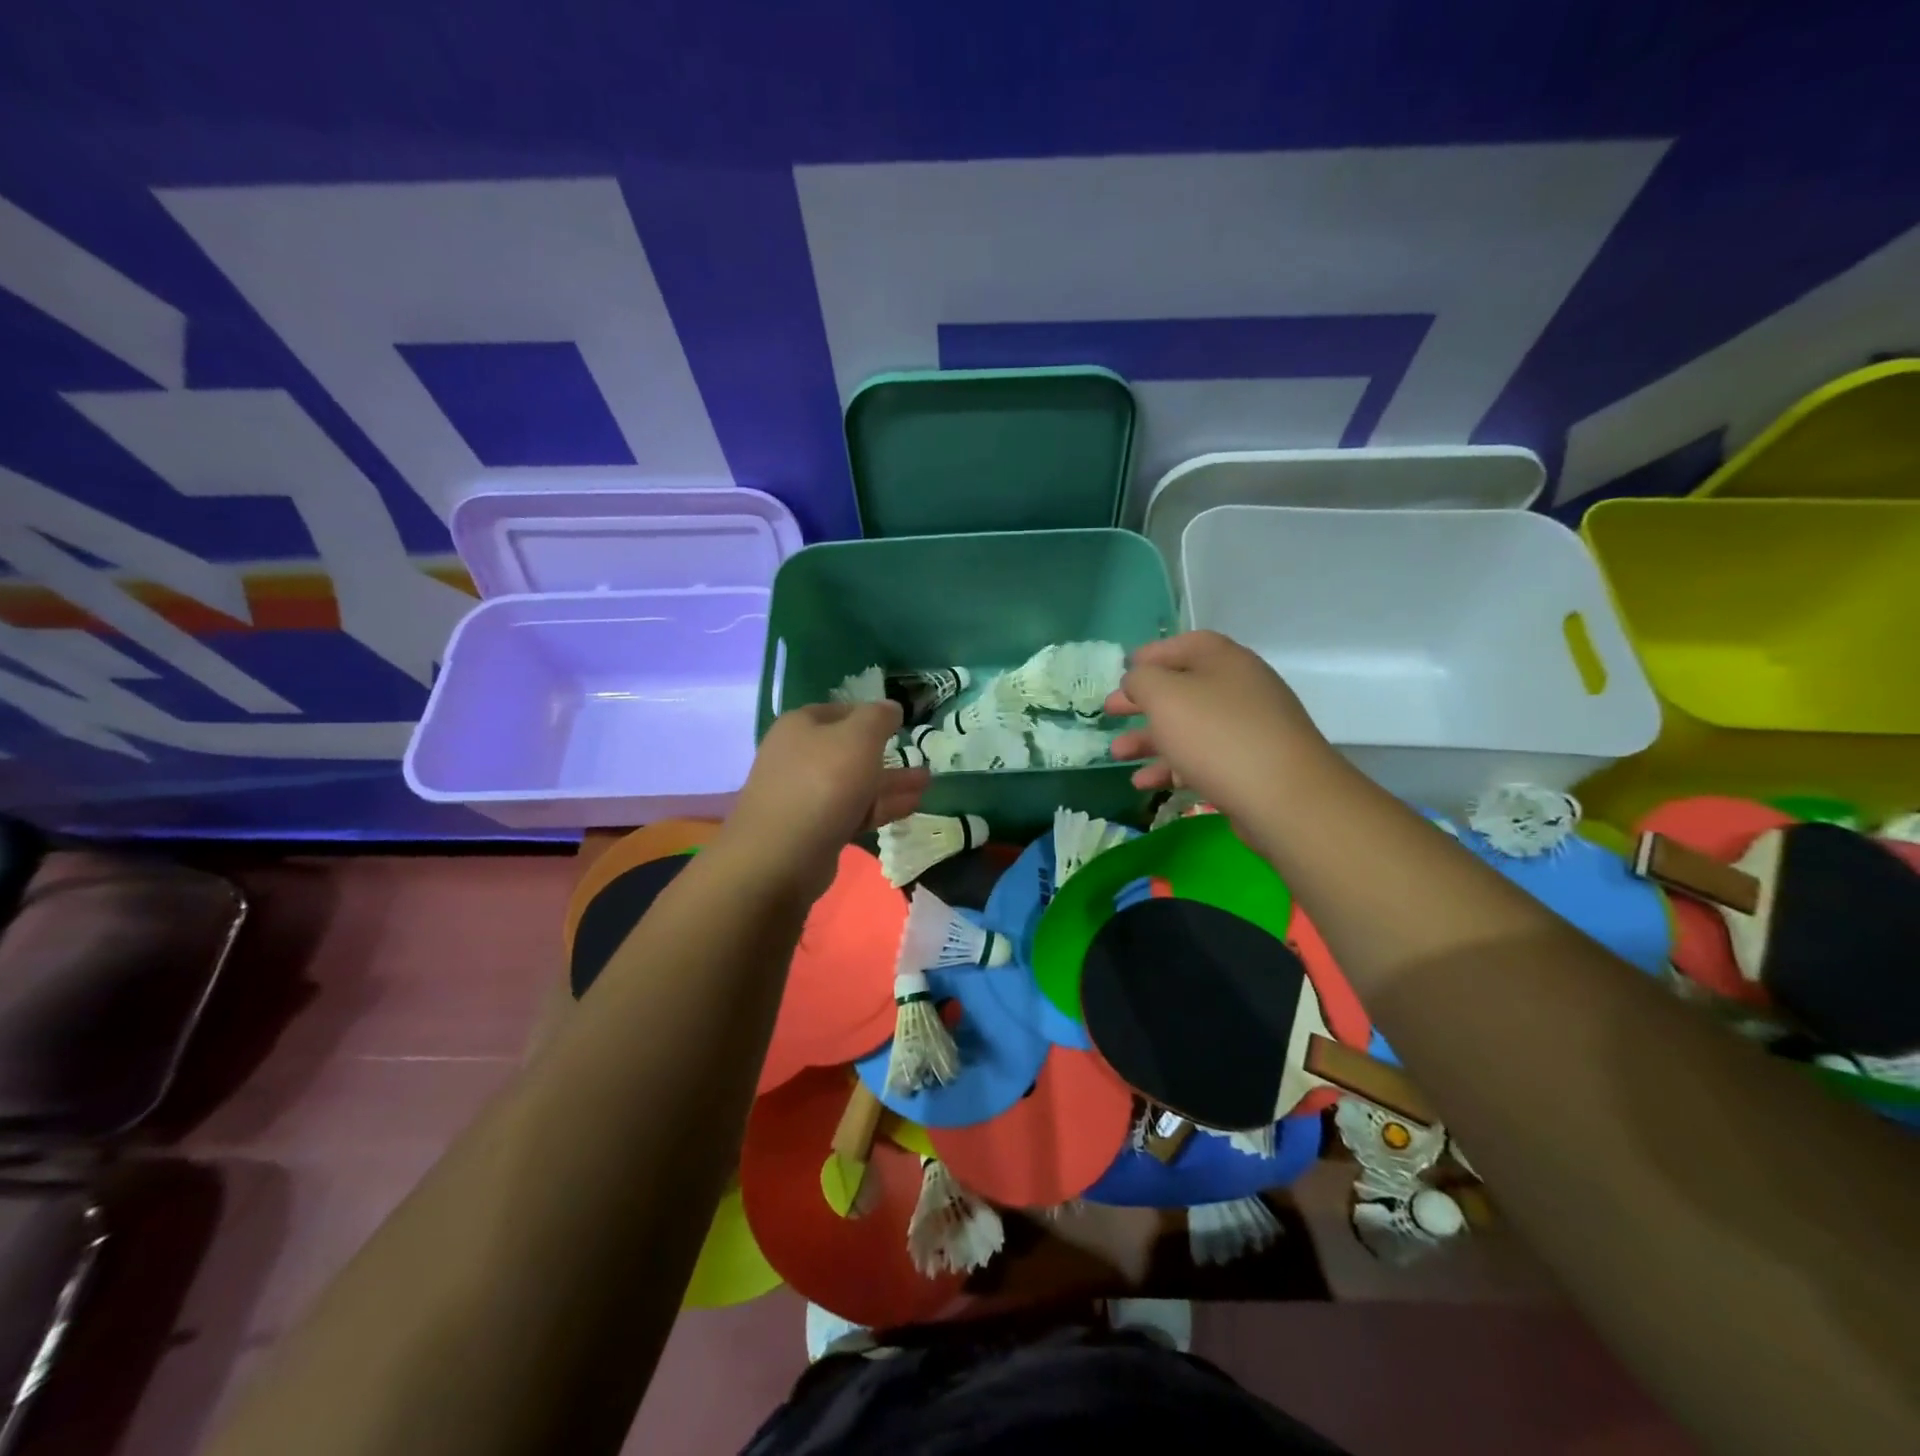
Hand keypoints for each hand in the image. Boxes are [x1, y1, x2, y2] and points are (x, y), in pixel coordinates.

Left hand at [718, 702, 928, 903]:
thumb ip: (879, 718)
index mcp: (801, 726)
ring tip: (927, 782)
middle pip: (848, 750)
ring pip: (855, 782)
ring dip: (890, 782)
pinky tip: (911, 806)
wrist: (783, 854)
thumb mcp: (859, 738)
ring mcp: (805, 795)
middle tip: (919, 756)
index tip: (900, 723)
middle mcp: (798, 756)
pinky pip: (853, 810)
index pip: (840, 711)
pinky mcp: (815, 828)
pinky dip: (880, 806)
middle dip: (886, 753)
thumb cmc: (823, 782)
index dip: (870, 714)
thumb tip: (891, 707)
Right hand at [1107, 631, 1331, 825]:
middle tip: (1110, 712)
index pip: (1184, 645)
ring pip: (1189, 728)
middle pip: (1183, 688)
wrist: (1284, 797)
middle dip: (1142, 702)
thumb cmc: (1217, 736)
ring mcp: (1248, 729)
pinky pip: (1203, 759)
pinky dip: (1172, 767)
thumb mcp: (1165, 697)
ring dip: (1149, 739)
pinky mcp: (1249, 766)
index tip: (1122, 670)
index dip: (1151, 654)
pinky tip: (1145, 783)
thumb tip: (1137, 680)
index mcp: (1224, 661)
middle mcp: (1239, 689)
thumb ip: (1142, 681)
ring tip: (1117, 755)